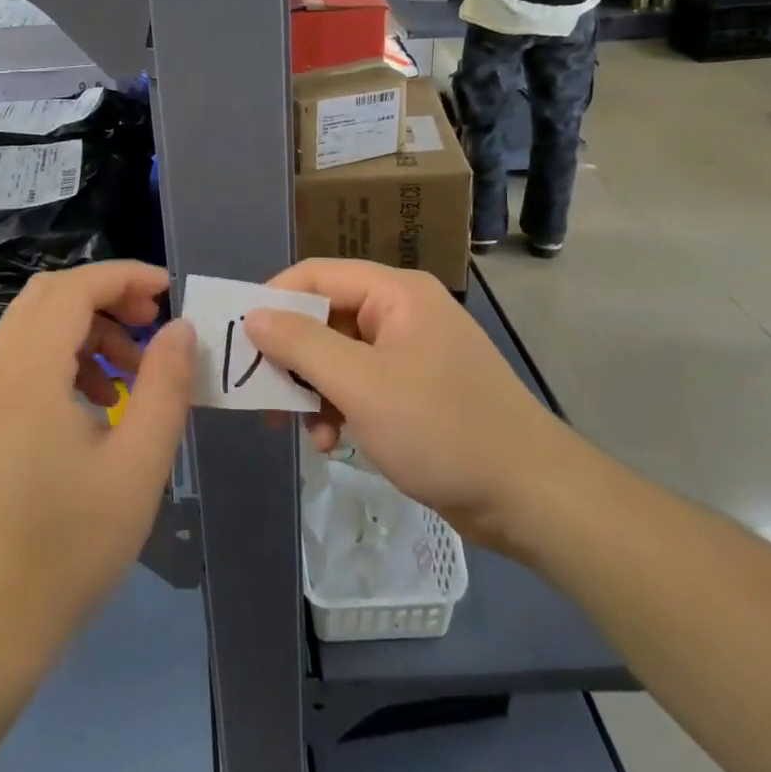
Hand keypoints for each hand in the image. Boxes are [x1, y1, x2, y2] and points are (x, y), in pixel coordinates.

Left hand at [0, 263, 194, 672]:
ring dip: (88, 329)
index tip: (169, 291)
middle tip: (153, 324)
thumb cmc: (72, 546)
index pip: (72, 290)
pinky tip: (101, 404)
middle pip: (48, 297)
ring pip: (36, 326)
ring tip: (133, 372)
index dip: (123, 277)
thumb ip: (165, 386)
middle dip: (106, 296)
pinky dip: (67, 358)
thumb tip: (179, 328)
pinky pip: (26, 360)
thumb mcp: (138, 465)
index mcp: (27, 375)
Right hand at [245, 259, 590, 556]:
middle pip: (325, 316)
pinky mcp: (415, 390)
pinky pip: (360, 384)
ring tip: (303, 429)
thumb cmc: (441, 429)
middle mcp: (401, 312)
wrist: (529, 497)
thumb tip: (254, 315)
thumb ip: (301, 345)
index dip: (273, 298)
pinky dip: (339, 407)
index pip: (316, 273)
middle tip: (263, 392)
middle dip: (293, 355)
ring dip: (314, 389)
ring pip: (338, 355)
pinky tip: (331, 441)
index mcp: (394, 293)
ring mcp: (410, 352)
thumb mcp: (361, 385)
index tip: (240, 338)